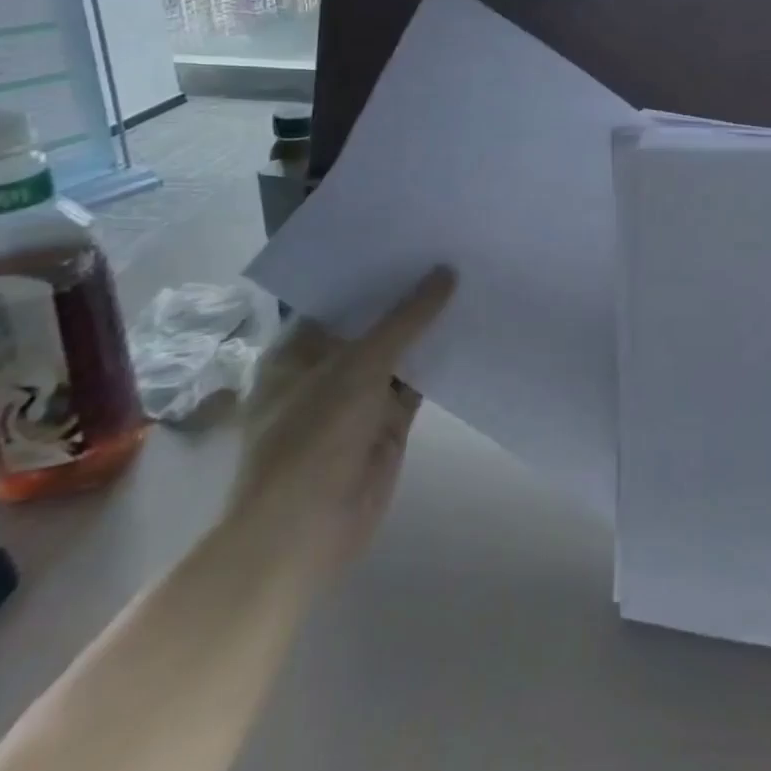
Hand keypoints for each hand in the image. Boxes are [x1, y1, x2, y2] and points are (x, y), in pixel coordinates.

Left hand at [224, 267, 456, 583]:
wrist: (305, 532)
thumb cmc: (312, 438)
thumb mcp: (358, 366)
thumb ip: (406, 319)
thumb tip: (446, 272)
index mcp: (299, 348)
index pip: (341, 295)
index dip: (377, 270)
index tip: (417, 238)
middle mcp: (328, 365)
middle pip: (375, 322)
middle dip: (410, 295)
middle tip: (454, 251)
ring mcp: (360, 395)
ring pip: (401, 351)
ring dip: (429, 327)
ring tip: (471, 280)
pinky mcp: (389, 420)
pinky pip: (418, 380)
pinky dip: (440, 360)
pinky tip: (472, 329)